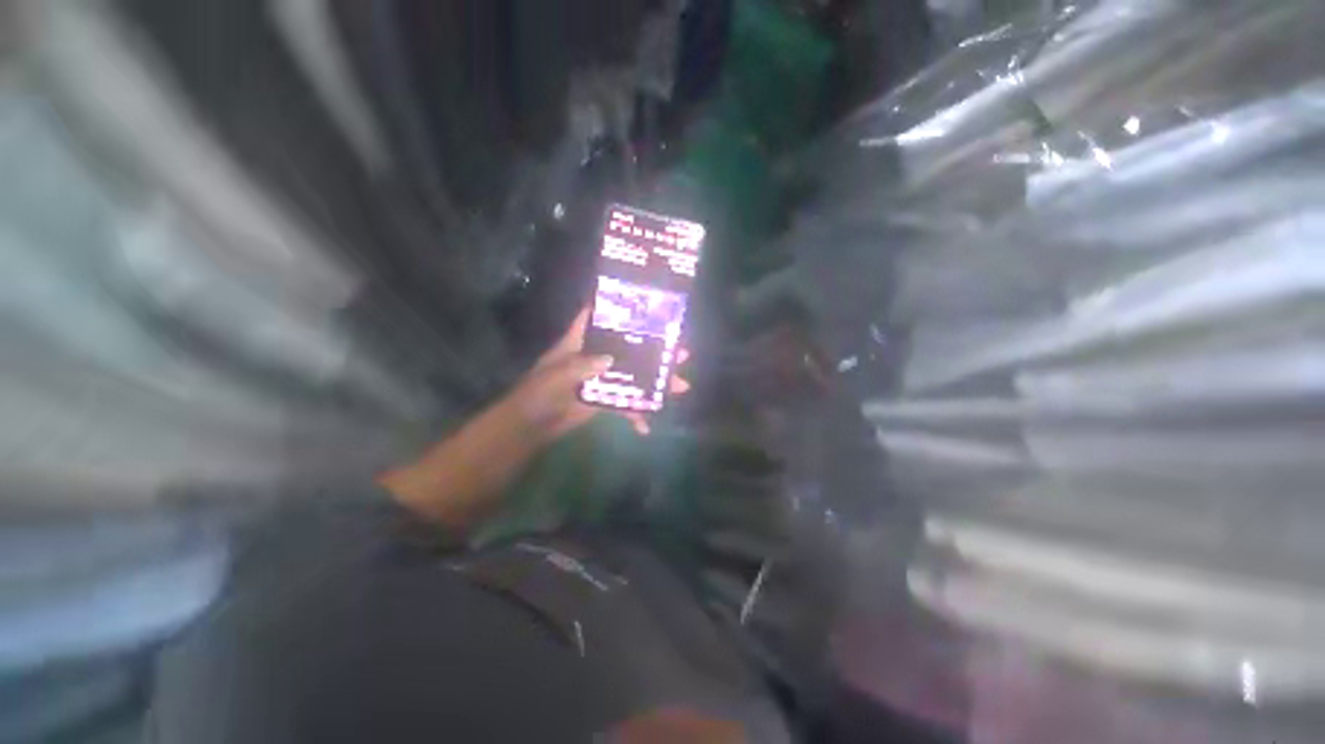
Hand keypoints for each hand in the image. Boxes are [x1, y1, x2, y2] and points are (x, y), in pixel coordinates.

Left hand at [508, 308, 689, 439]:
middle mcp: (596, 355)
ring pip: (634, 375)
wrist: (531, 425)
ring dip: (656, 382)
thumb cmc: (539, 392)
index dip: (622, 309)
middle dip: (656, 350)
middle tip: (682, 352)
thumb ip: (581, 366)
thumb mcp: (557, 376)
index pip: (600, 318)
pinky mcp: (605, 398)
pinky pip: (625, 402)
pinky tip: (646, 426)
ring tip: (681, 385)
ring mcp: (603, 378)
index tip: (649, 306)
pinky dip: (635, 413)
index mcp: (581, 342)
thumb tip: (611, 359)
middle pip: (630, 348)